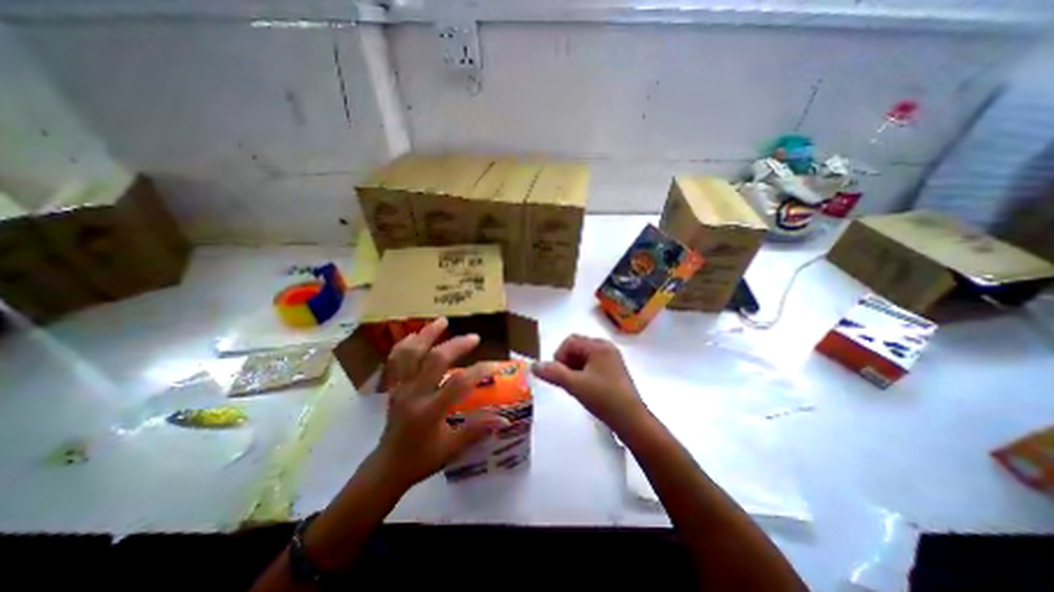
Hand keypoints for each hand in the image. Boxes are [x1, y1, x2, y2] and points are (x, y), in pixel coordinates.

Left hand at [375, 320, 511, 489]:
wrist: (387, 466)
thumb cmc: (422, 459)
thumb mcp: (452, 448)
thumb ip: (478, 431)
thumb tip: (505, 420)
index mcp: (429, 412)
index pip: (458, 384)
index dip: (478, 371)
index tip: (495, 365)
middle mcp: (413, 394)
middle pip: (435, 360)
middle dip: (457, 345)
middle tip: (474, 337)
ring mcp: (400, 387)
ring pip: (411, 353)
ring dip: (427, 334)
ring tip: (442, 321)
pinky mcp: (394, 385)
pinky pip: (396, 359)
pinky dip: (407, 343)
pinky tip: (418, 335)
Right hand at [532, 335, 647, 432]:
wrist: (632, 421)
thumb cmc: (604, 398)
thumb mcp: (575, 385)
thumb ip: (553, 373)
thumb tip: (533, 365)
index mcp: (598, 346)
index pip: (569, 341)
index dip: (559, 356)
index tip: (558, 375)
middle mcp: (606, 347)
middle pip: (577, 347)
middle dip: (566, 362)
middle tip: (566, 381)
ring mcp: (611, 359)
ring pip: (583, 357)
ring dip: (574, 368)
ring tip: (575, 386)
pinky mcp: (614, 370)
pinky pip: (592, 364)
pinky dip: (583, 373)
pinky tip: (585, 388)